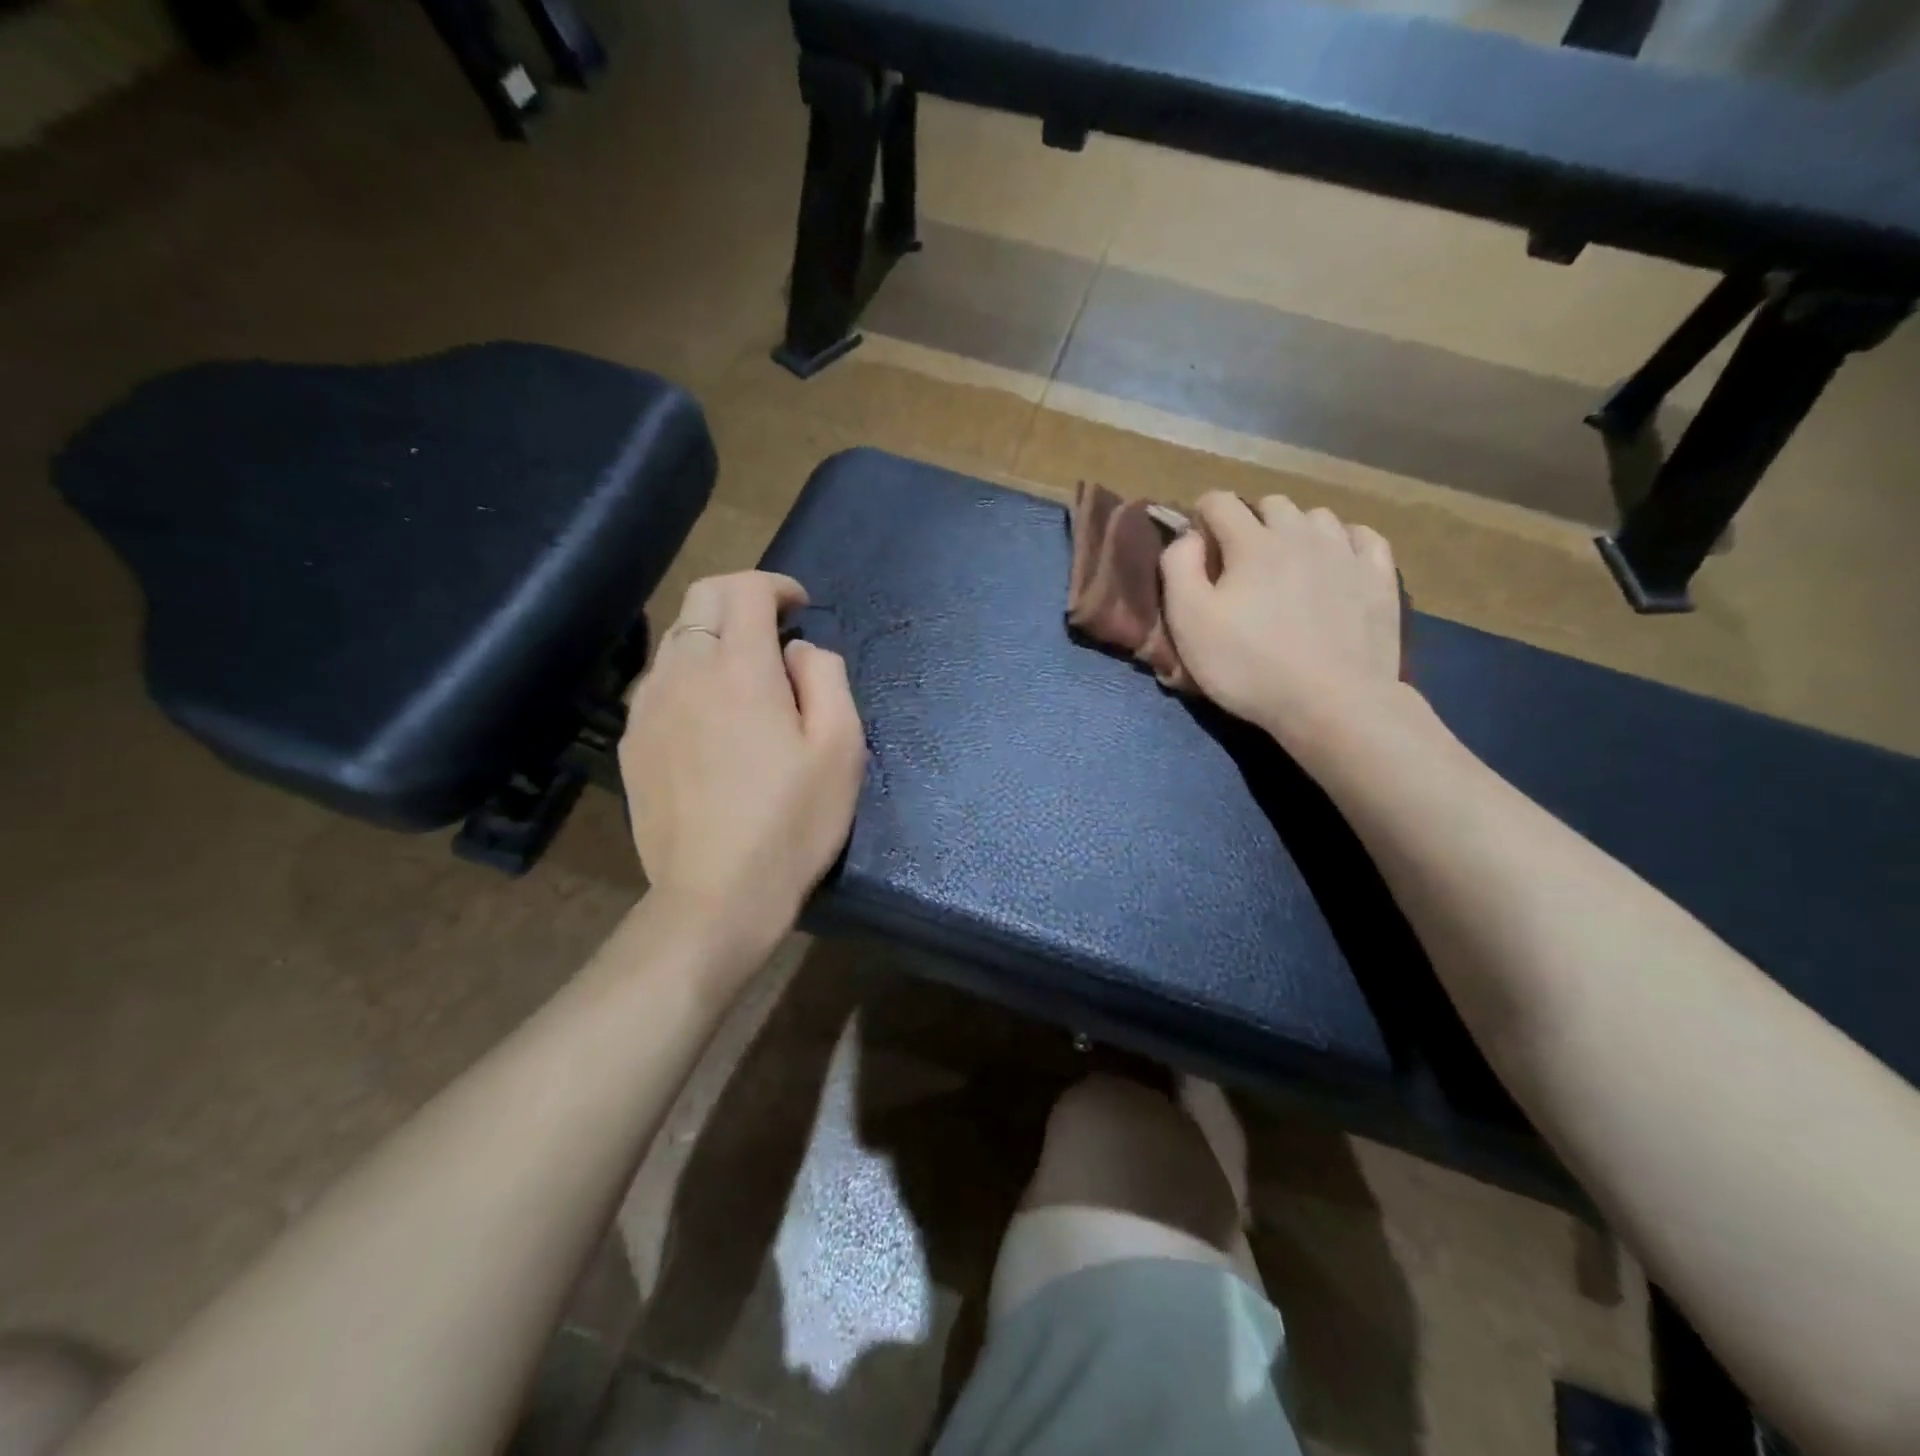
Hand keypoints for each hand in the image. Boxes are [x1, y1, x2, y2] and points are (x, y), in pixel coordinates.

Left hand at [620, 572, 866, 965]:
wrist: (716, 896)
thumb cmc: (792, 823)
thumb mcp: (841, 748)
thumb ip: (826, 678)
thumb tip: (798, 651)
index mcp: (739, 669)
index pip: (745, 589)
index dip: (776, 584)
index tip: (799, 606)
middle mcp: (683, 673)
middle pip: (700, 599)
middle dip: (740, 597)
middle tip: (774, 627)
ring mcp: (648, 707)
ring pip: (675, 639)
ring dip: (713, 636)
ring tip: (745, 674)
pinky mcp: (632, 742)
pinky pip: (659, 683)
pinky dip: (688, 675)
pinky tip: (710, 716)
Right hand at [1160, 493, 1405, 752]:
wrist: (1332, 702)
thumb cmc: (1248, 665)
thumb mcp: (1189, 622)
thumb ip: (1178, 568)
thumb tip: (1188, 537)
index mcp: (1252, 543)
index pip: (1220, 502)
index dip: (1202, 515)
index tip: (1197, 546)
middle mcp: (1301, 534)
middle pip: (1271, 504)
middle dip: (1249, 521)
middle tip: (1240, 562)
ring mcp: (1346, 553)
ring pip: (1317, 517)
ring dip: (1296, 530)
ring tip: (1287, 564)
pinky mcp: (1379, 577)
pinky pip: (1363, 537)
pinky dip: (1344, 541)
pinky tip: (1335, 563)